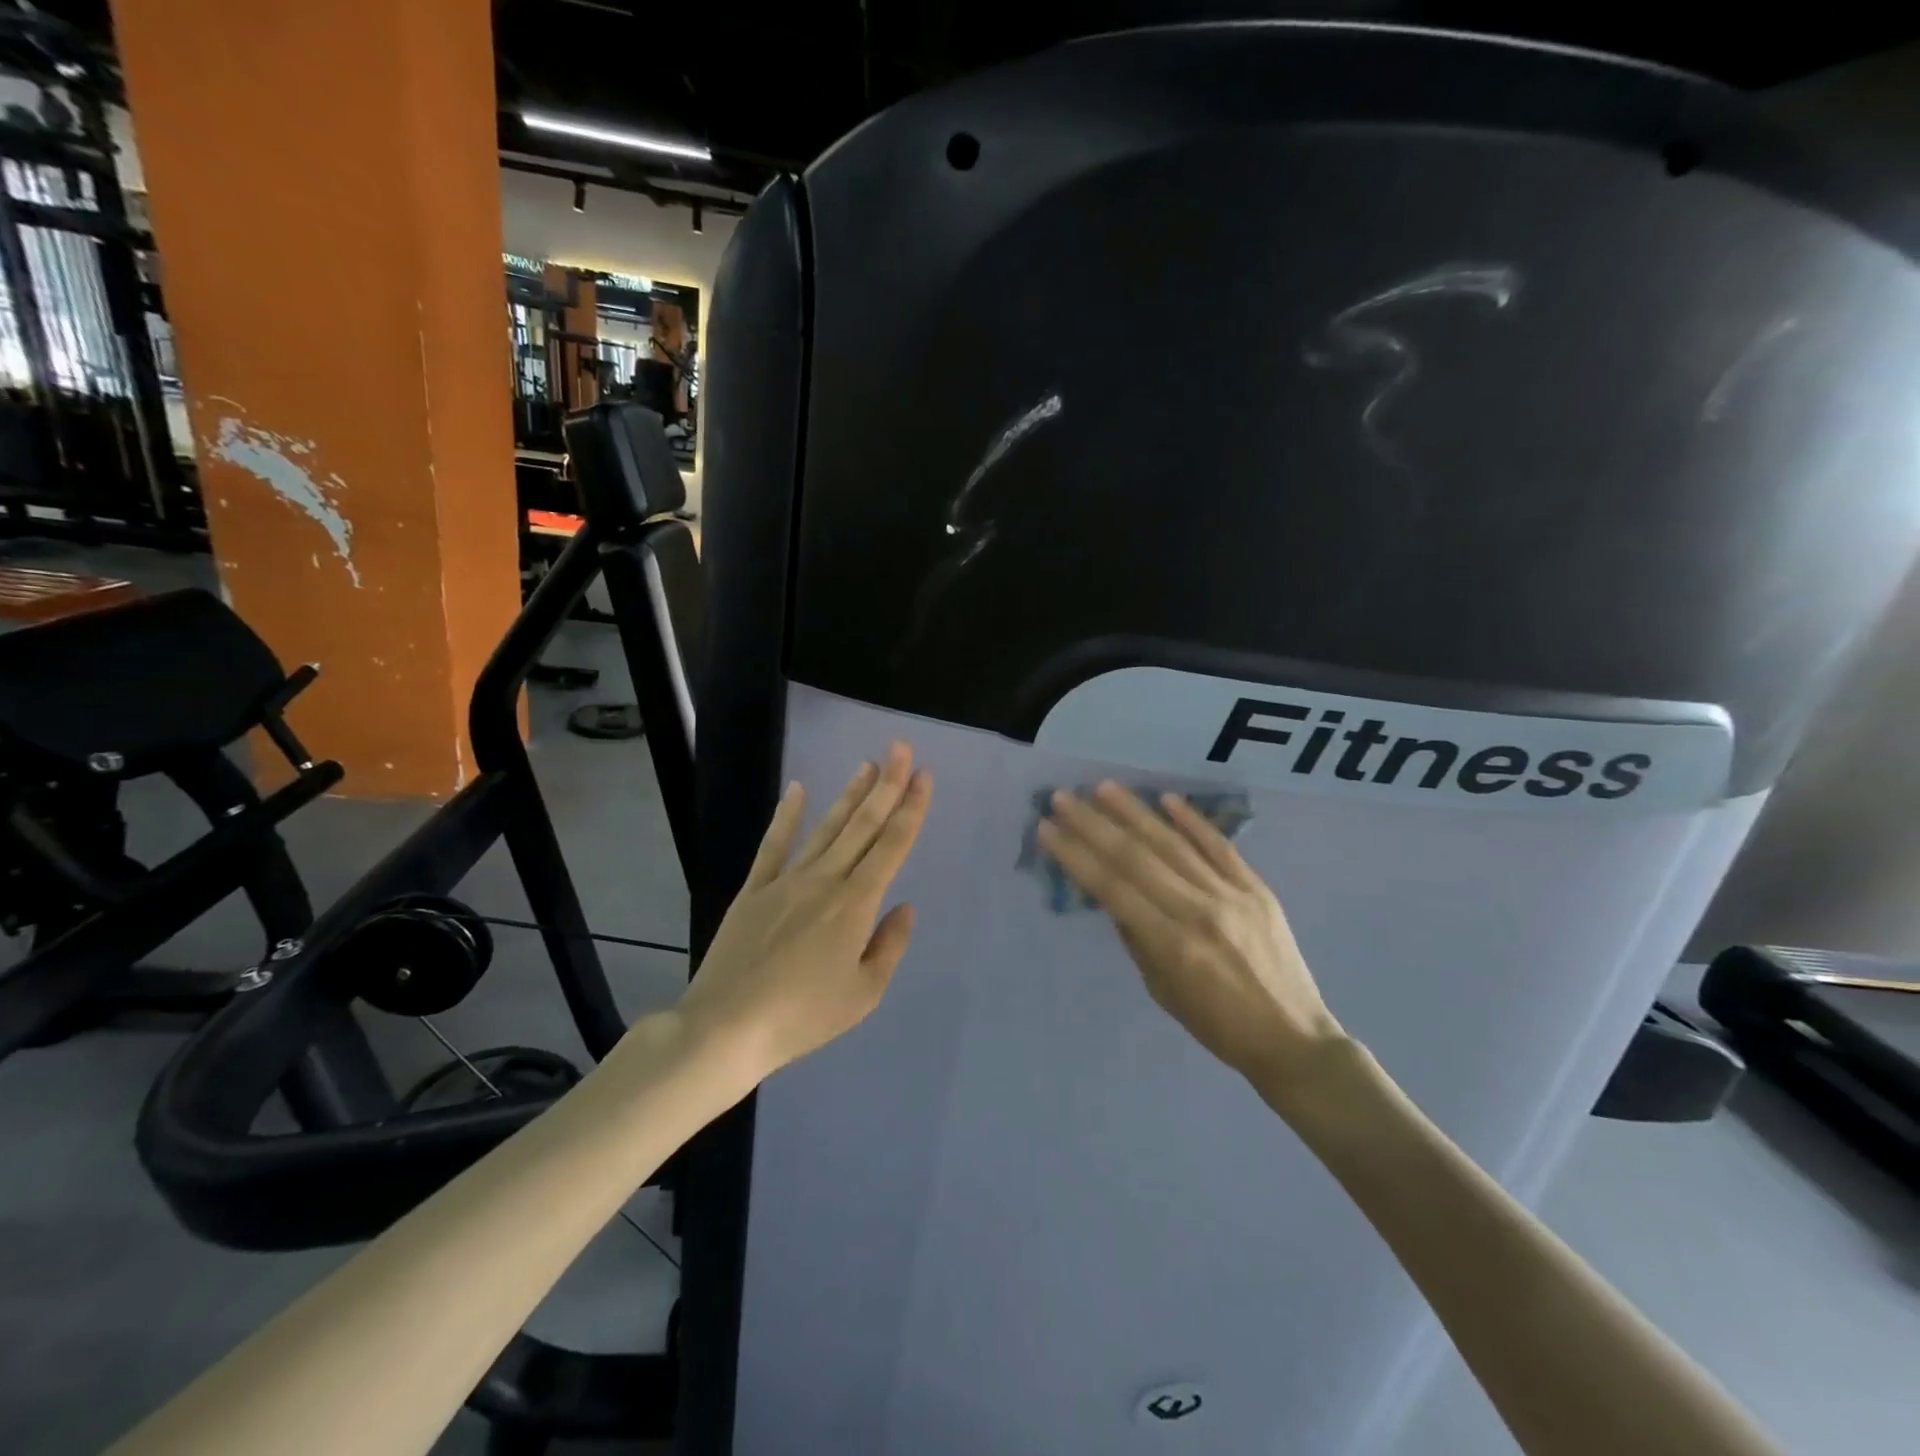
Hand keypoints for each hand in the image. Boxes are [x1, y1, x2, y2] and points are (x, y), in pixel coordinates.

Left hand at [675, 742, 931, 1084]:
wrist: (727, 1027)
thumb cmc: (803, 1016)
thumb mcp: (863, 994)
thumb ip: (889, 946)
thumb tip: (905, 907)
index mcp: (856, 904)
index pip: (892, 846)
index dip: (911, 809)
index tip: (924, 776)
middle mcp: (825, 881)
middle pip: (862, 826)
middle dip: (886, 785)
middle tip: (901, 749)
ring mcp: (786, 881)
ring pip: (826, 828)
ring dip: (850, 795)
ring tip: (866, 764)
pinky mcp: (754, 890)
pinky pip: (774, 845)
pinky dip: (786, 816)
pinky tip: (797, 789)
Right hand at [1037, 781, 1345, 1091]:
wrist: (1292, 1038)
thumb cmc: (1216, 1025)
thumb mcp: (1161, 989)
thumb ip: (1136, 937)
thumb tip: (1114, 896)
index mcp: (1170, 944)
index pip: (1111, 888)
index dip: (1075, 855)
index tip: (1047, 829)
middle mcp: (1198, 911)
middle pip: (1136, 858)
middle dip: (1094, 825)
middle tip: (1063, 797)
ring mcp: (1231, 895)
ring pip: (1174, 844)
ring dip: (1135, 813)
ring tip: (1103, 787)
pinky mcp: (1257, 889)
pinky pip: (1220, 847)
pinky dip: (1193, 821)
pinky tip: (1166, 799)